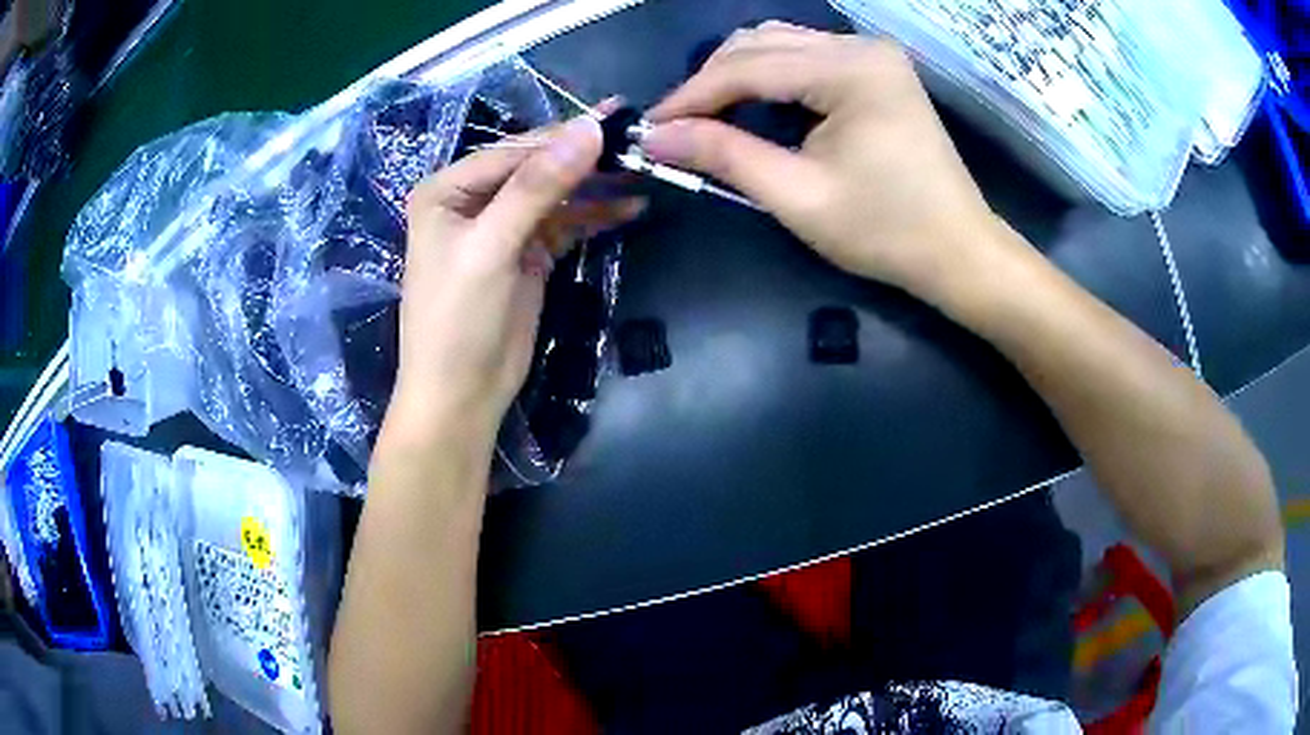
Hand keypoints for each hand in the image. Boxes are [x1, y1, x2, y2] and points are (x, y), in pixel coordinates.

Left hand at [384, 116, 639, 446]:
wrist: (461, 395)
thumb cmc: (457, 320)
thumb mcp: (491, 247)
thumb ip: (537, 187)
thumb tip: (588, 129)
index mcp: (448, 189)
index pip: (514, 151)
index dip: (564, 136)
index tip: (618, 122)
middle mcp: (473, 201)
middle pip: (537, 168)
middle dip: (585, 159)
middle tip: (637, 142)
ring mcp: (503, 227)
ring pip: (556, 194)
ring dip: (596, 187)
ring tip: (643, 173)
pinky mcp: (528, 254)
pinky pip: (565, 223)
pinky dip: (595, 216)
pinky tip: (630, 207)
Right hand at [644, 22, 1011, 299]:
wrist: (958, 251)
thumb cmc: (886, 232)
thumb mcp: (798, 196)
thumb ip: (725, 156)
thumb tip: (655, 136)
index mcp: (850, 70)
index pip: (749, 67)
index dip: (691, 96)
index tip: (648, 127)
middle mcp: (861, 46)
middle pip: (761, 44)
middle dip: (711, 82)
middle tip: (674, 126)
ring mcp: (872, 55)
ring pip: (780, 43)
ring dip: (736, 74)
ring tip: (706, 116)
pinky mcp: (876, 70)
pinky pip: (805, 57)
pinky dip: (769, 76)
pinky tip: (751, 104)